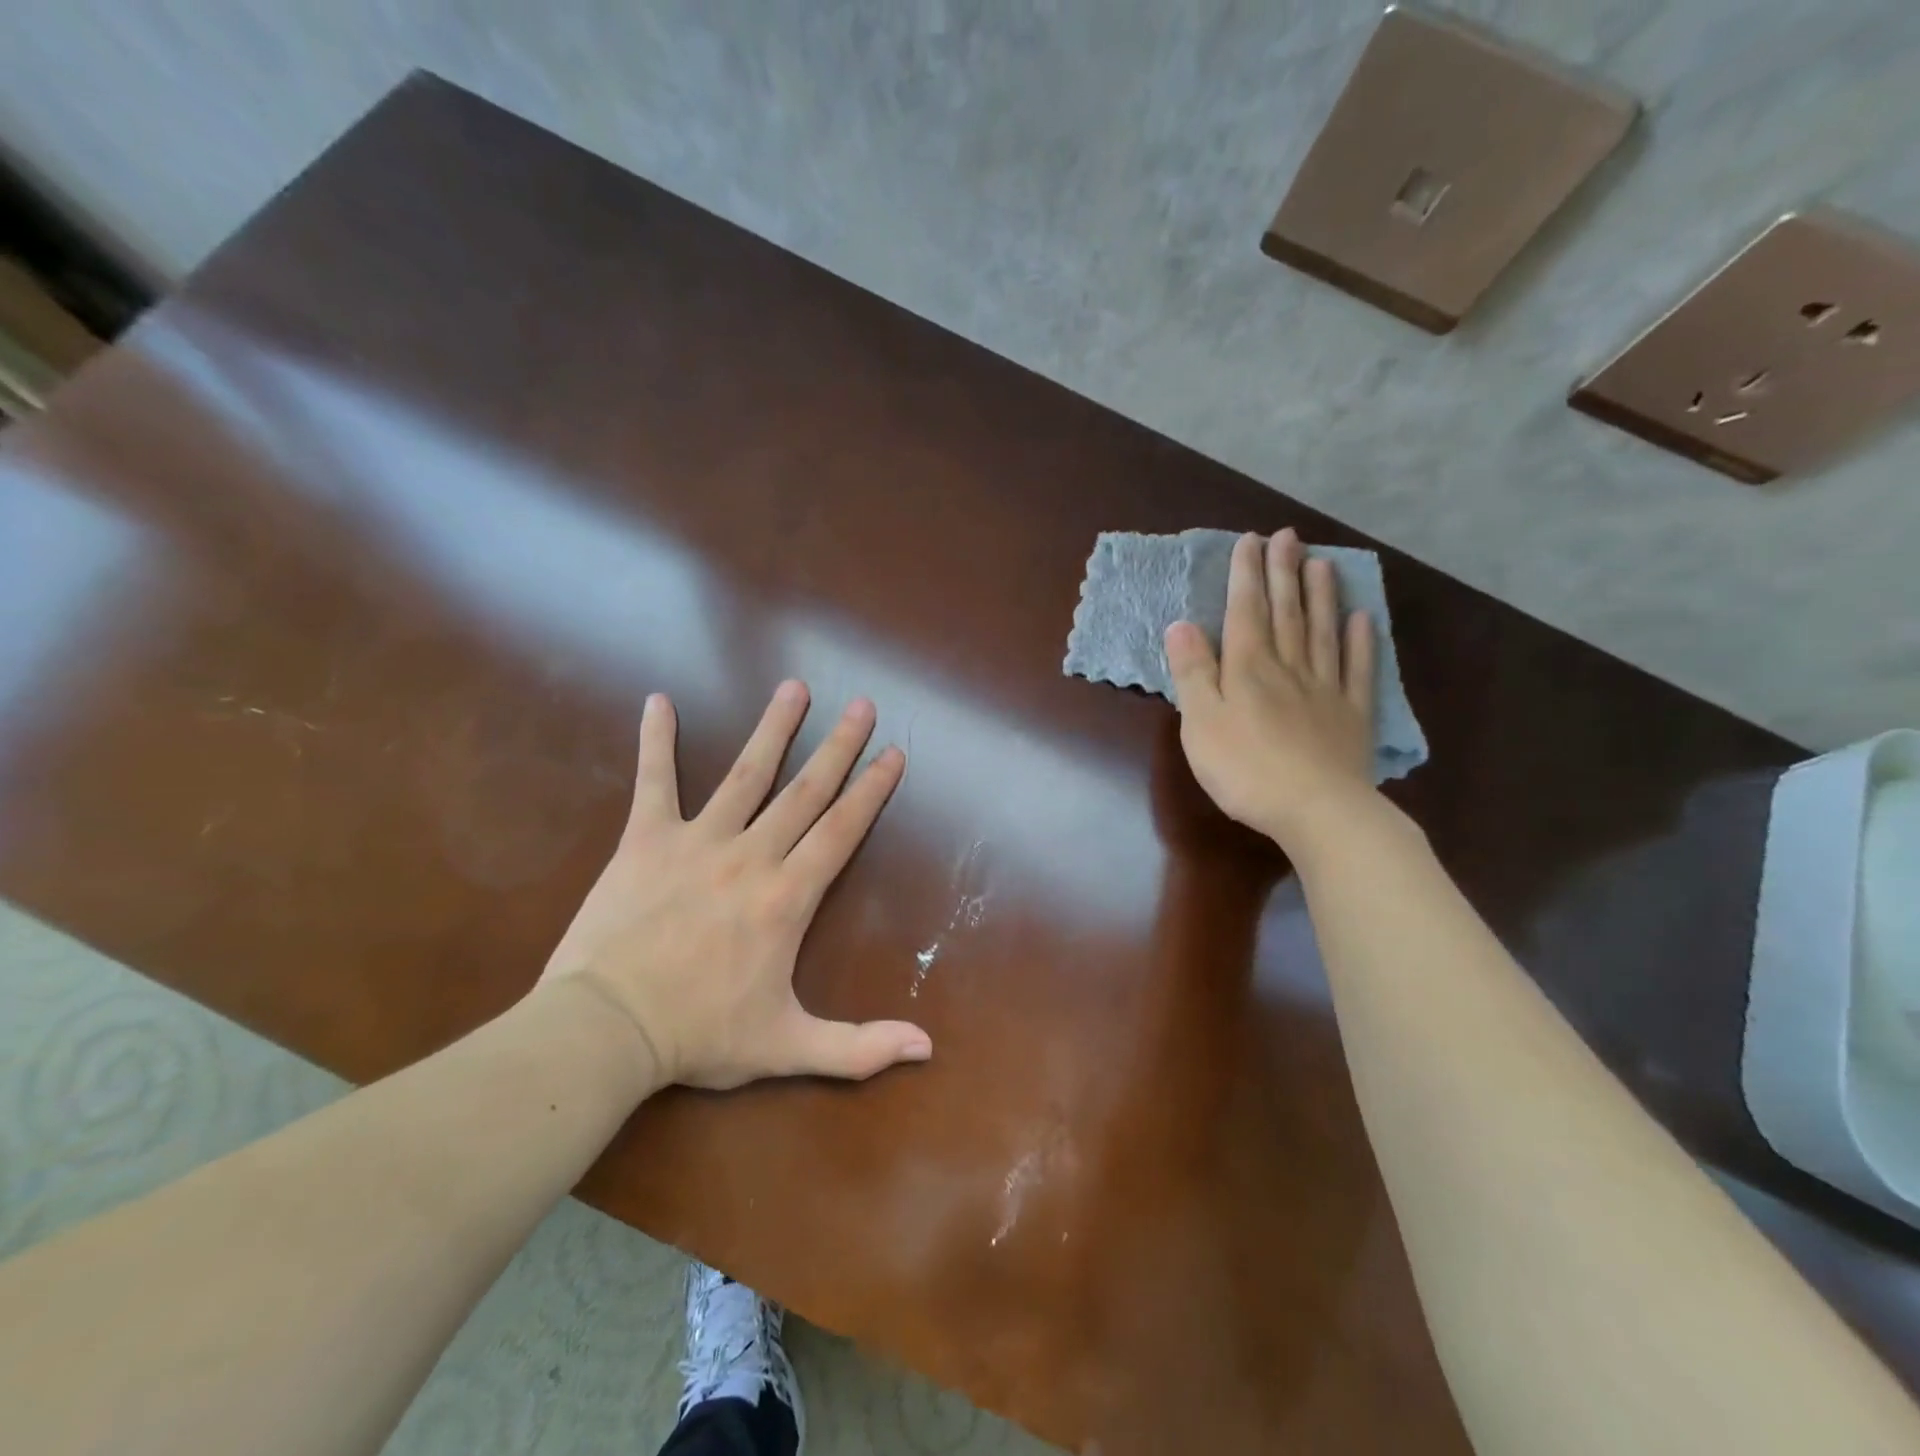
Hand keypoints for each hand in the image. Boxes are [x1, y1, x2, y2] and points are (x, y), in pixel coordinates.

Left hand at [538, 681, 929, 1089]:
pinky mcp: (645, 840)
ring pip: (746, 775)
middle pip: (806, 791)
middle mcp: (752, 856)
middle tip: (863, 705)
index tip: (893, 754)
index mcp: (788, 897)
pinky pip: (654, 782)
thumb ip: (859, 1047)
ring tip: (794, 688)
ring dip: (774, 729)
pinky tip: (658, 701)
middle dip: (839, 746)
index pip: (842, 831)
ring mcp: (698, 841)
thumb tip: (927, 1049)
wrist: (605, 1031)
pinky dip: (656, 742)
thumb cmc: (700, 1036)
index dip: (872, 790)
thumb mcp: (788, 1049)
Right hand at [1164, 529, 1378, 850]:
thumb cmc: (1245, 769)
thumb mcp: (1201, 723)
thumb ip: (1193, 672)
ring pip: (1322, 632)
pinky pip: (1358, 669)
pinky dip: (1361, 641)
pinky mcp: (1352, 714)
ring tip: (1322, 563)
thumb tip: (1181, 625)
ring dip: (1321, 596)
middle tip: (1288, 537)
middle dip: (1284, 572)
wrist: (1316, 810)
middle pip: (1286, 612)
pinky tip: (1362, 619)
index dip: (1246, 575)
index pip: (1245, 611)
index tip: (1250, 541)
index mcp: (1248, 668)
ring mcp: (1325, 688)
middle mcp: (1289, 667)